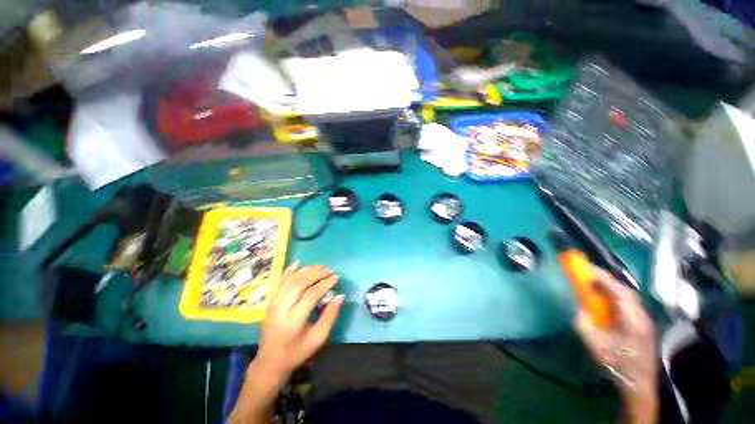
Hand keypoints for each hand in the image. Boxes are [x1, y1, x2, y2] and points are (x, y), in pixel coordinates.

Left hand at [255, 262, 344, 381]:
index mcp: (293, 321)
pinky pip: (279, 282)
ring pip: (290, 280)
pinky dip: (289, 271)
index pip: (311, 295)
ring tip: (320, 267)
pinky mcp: (269, 302)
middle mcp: (280, 309)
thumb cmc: (297, 352)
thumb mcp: (318, 338)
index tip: (336, 278)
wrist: (270, 362)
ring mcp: (272, 304)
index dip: (325, 284)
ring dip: (306, 270)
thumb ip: (330, 316)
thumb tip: (340, 296)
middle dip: (316, 274)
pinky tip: (298, 262)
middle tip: (329, 270)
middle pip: (299, 283)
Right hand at [574, 268, 657, 422]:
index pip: (616, 291)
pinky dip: (616, 294)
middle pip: (624, 290)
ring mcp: (645, 319)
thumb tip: (576, 307)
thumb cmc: (617, 364)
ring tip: (594, 281)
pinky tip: (607, 298)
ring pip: (628, 295)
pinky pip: (629, 302)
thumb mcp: (595, 346)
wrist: (640, 384)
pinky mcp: (643, 323)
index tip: (583, 270)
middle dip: (605, 278)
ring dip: (611, 285)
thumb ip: (583, 324)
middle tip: (587, 271)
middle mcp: (641, 315)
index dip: (600, 279)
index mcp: (631, 319)